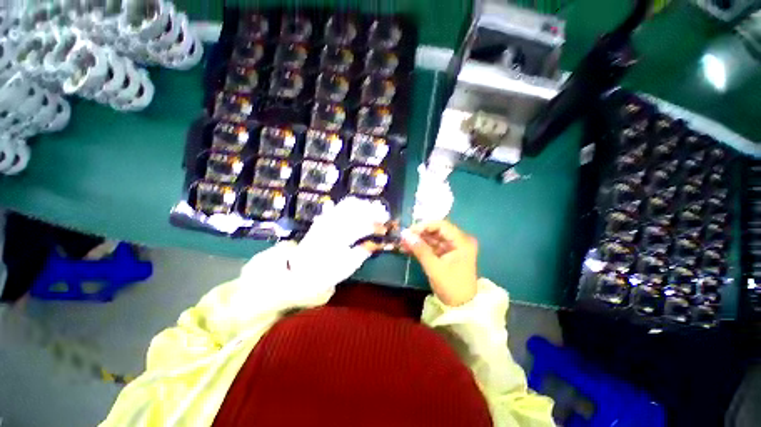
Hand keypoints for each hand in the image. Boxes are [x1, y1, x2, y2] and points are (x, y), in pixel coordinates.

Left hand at [288, 197, 389, 289]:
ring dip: (364, 205)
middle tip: (384, 214)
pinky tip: (360, 208)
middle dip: (373, 209)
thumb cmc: (327, 271)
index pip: (364, 225)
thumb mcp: (349, 265)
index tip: (387, 226)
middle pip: (358, 209)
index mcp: (340, 237)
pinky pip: (340, 205)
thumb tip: (379, 241)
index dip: (378, 224)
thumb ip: (365, 250)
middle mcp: (334, 223)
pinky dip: (353, 204)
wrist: (301, 271)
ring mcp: (327, 218)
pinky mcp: (324, 218)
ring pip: (349, 203)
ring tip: (374, 210)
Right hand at [401, 220, 478, 306]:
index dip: (424, 226)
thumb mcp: (434, 267)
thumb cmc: (451, 286)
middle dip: (419, 233)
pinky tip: (409, 248)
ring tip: (403, 243)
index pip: (441, 225)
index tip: (409, 231)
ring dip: (419, 240)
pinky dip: (422, 247)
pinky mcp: (448, 254)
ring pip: (433, 238)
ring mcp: (454, 247)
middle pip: (437, 231)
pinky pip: (433, 246)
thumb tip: (405, 234)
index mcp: (462, 241)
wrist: (462, 307)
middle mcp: (460, 240)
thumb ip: (420, 249)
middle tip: (404, 237)